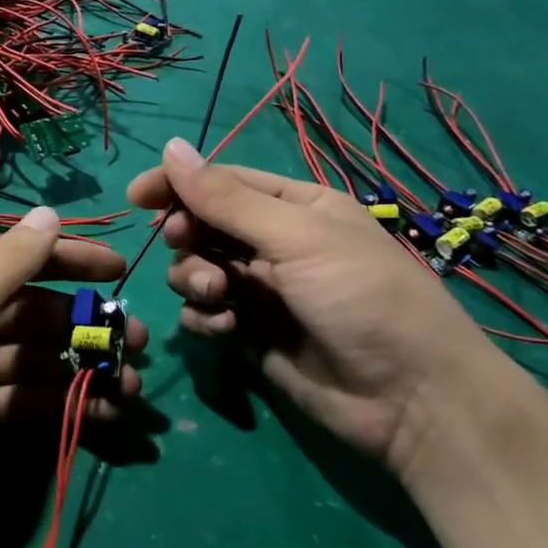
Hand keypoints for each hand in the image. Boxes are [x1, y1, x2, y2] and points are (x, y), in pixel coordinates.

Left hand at [0, 206, 146, 547]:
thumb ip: (9, 259)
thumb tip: (48, 214)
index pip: (18, 259)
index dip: (69, 259)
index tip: (120, 270)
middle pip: (33, 312)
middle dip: (86, 322)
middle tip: (139, 340)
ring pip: (39, 361)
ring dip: (85, 368)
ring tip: (132, 384)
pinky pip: (32, 403)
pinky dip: (68, 405)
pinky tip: (106, 414)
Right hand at [128, 139, 504, 476]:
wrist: (410, 400)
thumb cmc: (362, 298)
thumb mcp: (297, 238)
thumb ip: (227, 199)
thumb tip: (171, 147)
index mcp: (295, 208)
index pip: (222, 182)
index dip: (178, 184)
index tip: (137, 196)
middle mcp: (274, 245)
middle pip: (204, 225)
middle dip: (189, 236)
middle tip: (186, 244)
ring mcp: (260, 292)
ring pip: (197, 270)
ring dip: (195, 278)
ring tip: (220, 297)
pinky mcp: (250, 335)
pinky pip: (205, 314)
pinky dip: (205, 318)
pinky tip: (226, 330)